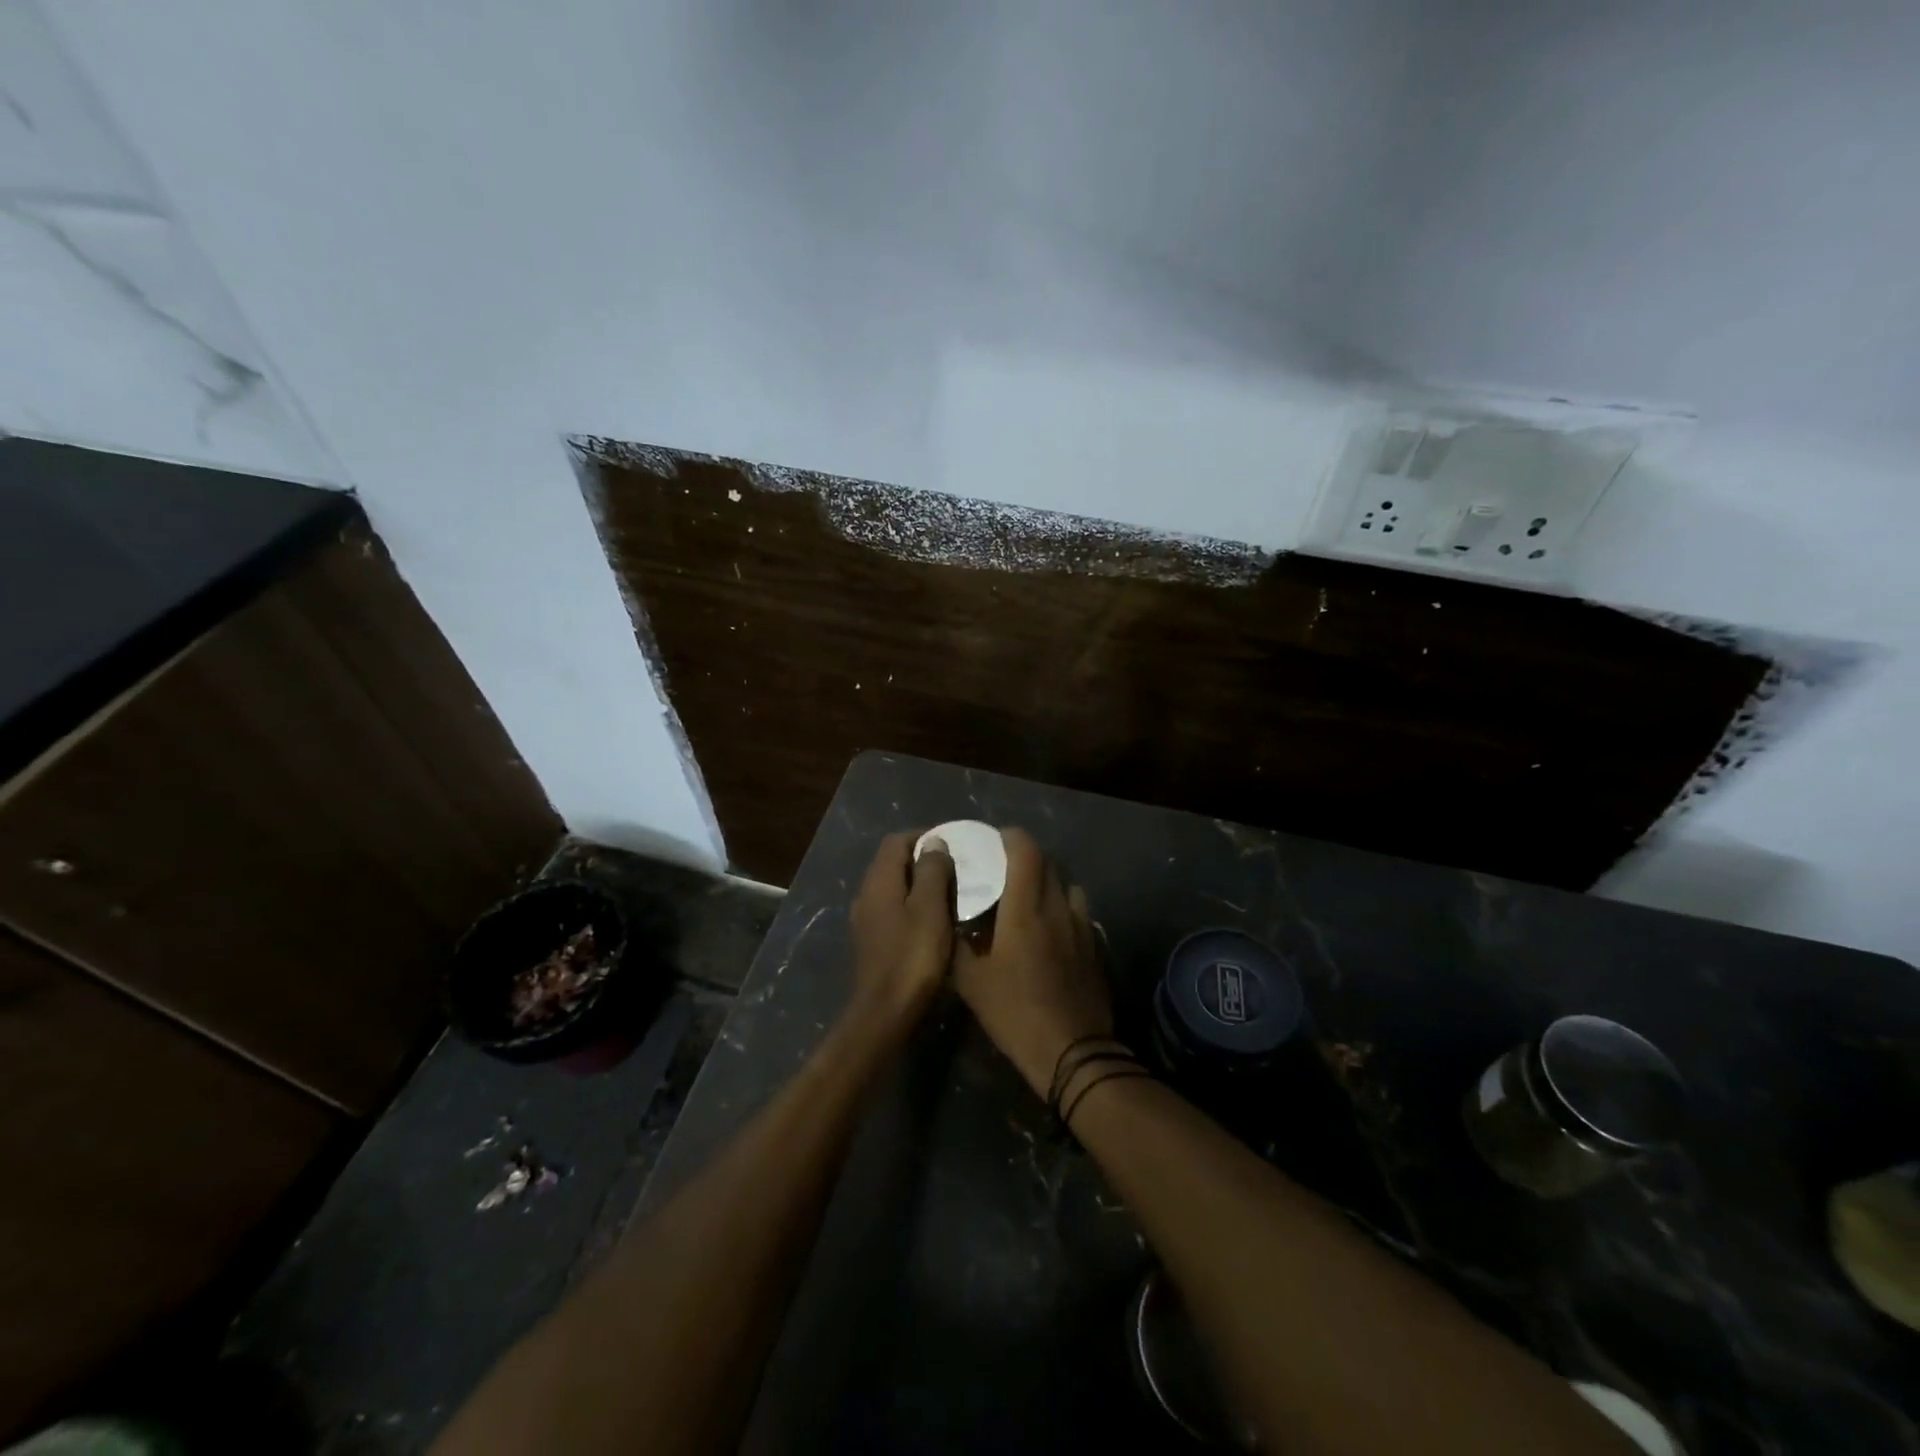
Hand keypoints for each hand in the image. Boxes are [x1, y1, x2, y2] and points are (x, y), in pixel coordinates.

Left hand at [847, 831, 954, 1038]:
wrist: (885, 1012)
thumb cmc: (913, 956)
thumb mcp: (930, 908)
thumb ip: (932, 870)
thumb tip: (934, 842)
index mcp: (879, 881)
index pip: (896, 841)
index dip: (923, 836)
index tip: (953, 844)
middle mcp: (866, 894)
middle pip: (892, 862)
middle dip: (922, 859)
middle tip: (956, 866)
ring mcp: (866, 919)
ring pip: (893, 887)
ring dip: (918, 883)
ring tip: (950, 891)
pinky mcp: (871, 941)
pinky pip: (892, 909)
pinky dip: (912, 905)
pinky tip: (933, 919)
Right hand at [953, 827, 1113, 1099]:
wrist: (1071, 1052)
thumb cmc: (1015, 1012)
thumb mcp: (970, 981)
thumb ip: (958, 943)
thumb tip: (949, 920)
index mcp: (1025, 908)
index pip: (1025, 850)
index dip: (1010, 837)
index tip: (993, 840)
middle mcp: (1057, 907)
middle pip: (1048, 862)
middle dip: (1026, 857)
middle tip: (1003, 868)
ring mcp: (1081, 926)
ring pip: (1067, 886)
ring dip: (1048, 882)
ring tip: (1029, 896)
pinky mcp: (1094, 946)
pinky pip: (1078, 912)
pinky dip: (1062, 908)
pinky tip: (1050, 930)